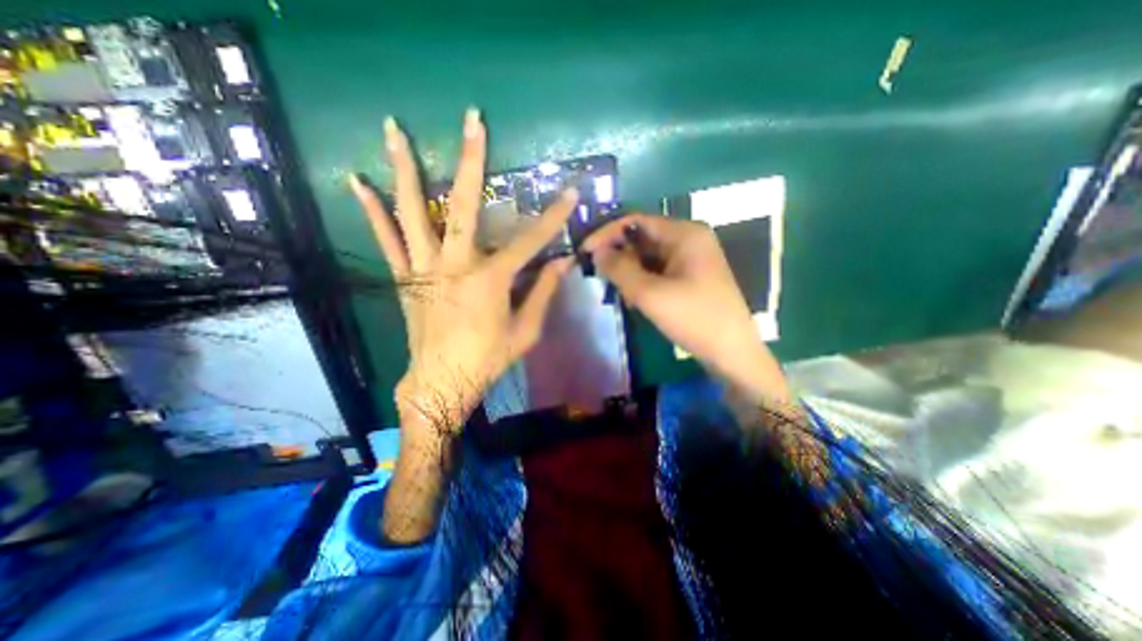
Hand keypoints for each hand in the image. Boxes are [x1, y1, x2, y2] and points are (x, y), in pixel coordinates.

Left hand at [351, 111, 580, 436]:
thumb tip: (562, 264)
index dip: (552, 217)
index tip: (569, 193)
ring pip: (411, 211)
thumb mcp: (525, 332)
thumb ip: (543, 293)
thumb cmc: (487, 360)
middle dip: (470, 160)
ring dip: (404, 169)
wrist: (440, 382)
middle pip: (462, 205)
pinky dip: (372, 211)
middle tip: (472, 121)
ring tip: (394, 129)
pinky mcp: (404, 278)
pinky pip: (387, 239)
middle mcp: (455, 265)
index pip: (530, 240)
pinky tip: (357, 182)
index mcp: (491, 281)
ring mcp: (423, 268)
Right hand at [584, 216, 791, 403]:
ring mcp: (691, 258)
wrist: (731, 353)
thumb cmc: (694, 318)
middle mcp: (689, 239)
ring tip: (619, 293)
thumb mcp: (650, 294)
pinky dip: (642, 281)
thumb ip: (619, 269)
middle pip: (642, 238)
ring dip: (629, 272)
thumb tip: (596, 252)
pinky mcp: (690, 276)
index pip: (636, 221)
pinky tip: (634, 299)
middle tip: (601, 277)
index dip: (607, 234)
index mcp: (684, 233)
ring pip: (648, 256)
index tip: (584, 252)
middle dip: (619, 256)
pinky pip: (658, 270)